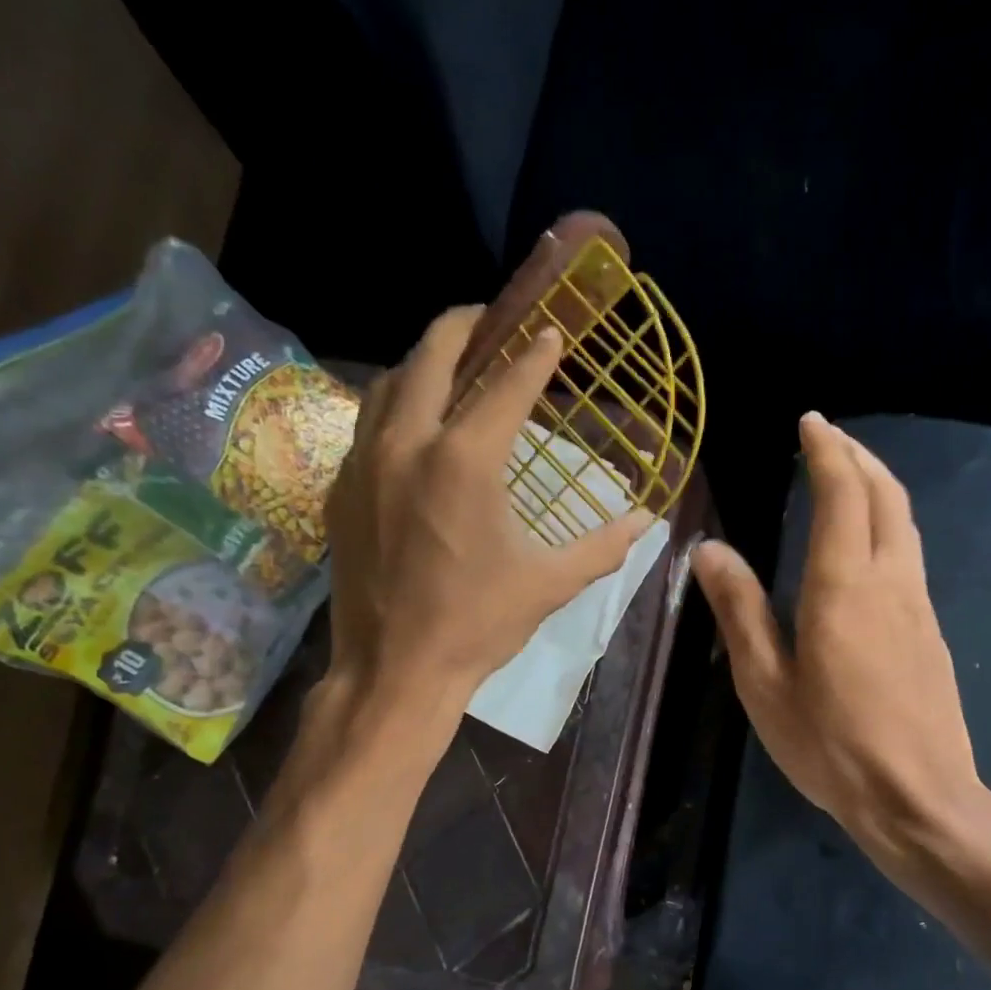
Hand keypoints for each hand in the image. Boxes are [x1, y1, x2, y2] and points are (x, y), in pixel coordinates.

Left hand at [323, 306, 650, 719]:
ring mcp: (364, 463)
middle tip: (492, 320)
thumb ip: (603, 546)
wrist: (395, 669)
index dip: (536, 354)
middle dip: (466, 326)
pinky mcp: (340, 489)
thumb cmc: (478, 625)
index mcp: (465, 461)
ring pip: (389, 383)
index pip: (508, 384)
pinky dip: (394, 408)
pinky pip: (366, 425)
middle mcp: (408, 443)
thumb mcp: (550, 584)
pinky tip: (412, 429)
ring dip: (423, 363)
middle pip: (433, 354)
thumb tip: (649, 521)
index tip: (552, 332)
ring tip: (451, 366)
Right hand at [693, 413, 986, 876]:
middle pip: (885, 495)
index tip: (809, 423)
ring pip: (904, 523)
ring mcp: (919, 606)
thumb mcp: (764, 684)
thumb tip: (710, 551)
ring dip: (878, 487)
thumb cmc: (830, 745)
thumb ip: (740, 611)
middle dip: (857, 457)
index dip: (826, 451)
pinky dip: (887, 524)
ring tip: (848, 476)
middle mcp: (890, 581)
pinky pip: (909, 556)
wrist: (918, 797)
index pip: (842, 494)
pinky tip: (867, 544)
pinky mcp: (931, 632)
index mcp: (843, 586)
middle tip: (827, 438)